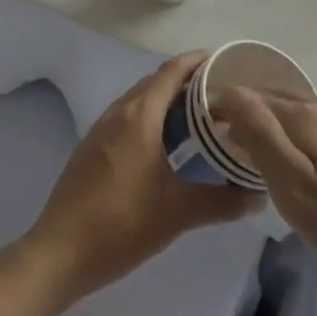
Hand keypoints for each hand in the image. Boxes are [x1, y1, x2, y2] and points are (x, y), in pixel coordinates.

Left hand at [21, 52, 261, 310]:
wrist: (58, 254)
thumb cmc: (121, 223)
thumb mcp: (179, 213)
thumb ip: (223, 201)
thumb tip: (258, 197)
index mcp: (140, 115)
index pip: (173, 70)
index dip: (200, 61)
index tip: (229, 63)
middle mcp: (119, 113)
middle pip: (157, 82)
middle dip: (190, 81)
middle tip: (225, 94)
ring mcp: (101, 130)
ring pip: (142, 101)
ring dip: (170, 101)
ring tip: (203, 117)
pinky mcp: (93, 150)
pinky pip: (129, 119)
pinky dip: (153, 119)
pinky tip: (169, 146)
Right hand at [211, 89, 316, 292]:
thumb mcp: (294, 186)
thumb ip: (261, 137)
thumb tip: (232, 93)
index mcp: (304, 116)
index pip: (251, 97)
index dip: (223, 108)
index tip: (202, 128)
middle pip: (276, 99)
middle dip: (246, 110)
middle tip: (221, 136)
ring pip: (298, 111)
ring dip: (272, 120)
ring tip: (253, 144)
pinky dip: (296, 131)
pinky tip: (297, 153)